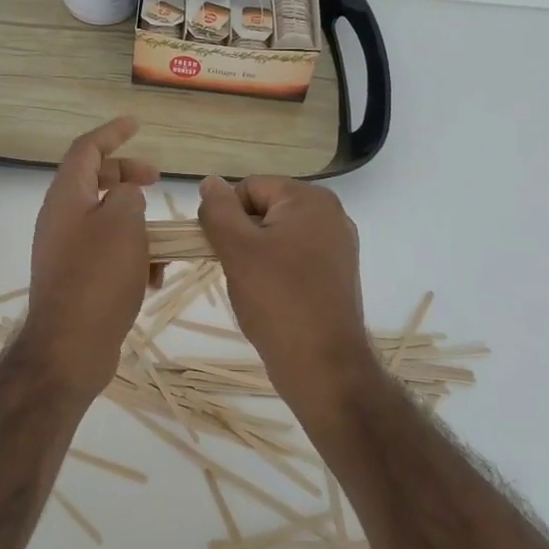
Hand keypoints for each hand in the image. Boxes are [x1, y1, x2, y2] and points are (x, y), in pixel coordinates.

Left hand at [19, 117, 159, 398]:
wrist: (70, 347)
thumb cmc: (98, 276)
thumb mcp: (123, 222)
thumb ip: (128, 195)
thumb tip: (126, 194)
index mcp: (66, 196)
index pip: (86, 148)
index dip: (112, 132)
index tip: (136, 124)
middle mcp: (61, 218)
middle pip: (95, 180)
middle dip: (128, 176)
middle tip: (156, 180)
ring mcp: (66, 250)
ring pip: (106, 220)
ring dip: (137, 224)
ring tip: (163, 242)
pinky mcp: (76, 278)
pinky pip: (107, 253)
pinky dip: (131, 255)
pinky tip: (153, 278)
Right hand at [197, 175, 375, 410]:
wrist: (323, 367)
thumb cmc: (277, 300)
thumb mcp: (237, 249)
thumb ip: (218, 209)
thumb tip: (210, 181)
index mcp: (311, 199)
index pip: (249, 188)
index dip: (228, 217)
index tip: (225, 252)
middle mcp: (331, 214)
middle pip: (264, 210)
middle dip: (243, 237)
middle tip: (239, 272)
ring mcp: (337, 246)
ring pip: (275, 236)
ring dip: (256, 257)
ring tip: (256, 288)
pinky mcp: (336, 274)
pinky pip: (293, 258)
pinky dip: (275, 273)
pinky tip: (272, 299)